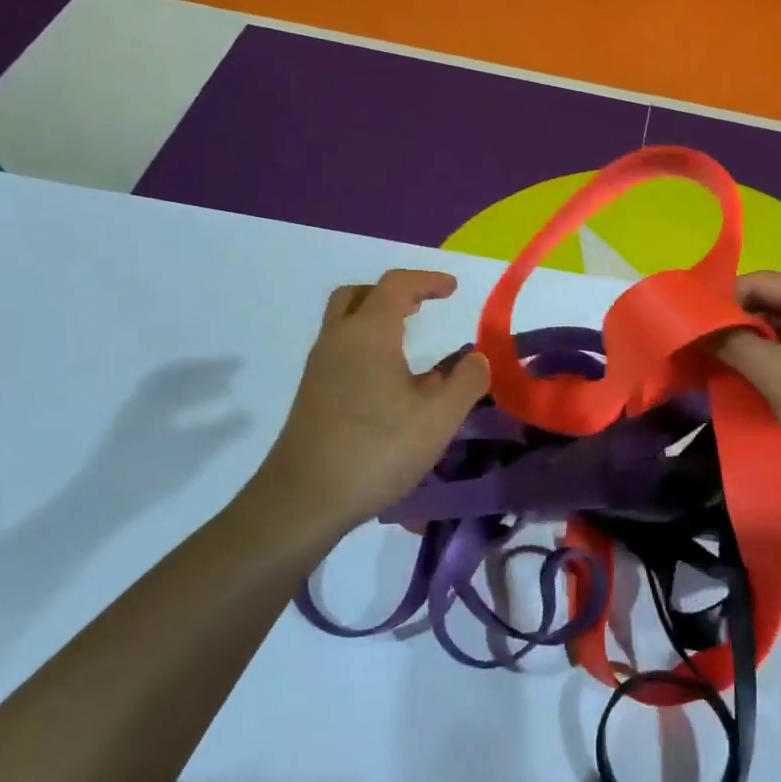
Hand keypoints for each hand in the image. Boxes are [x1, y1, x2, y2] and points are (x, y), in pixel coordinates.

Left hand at [252, 270, 489, 536]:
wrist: (304, 500)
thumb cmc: (377, 450)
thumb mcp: (439, 418)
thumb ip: (466, 381)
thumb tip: (476, 358)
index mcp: (369, 334)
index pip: (397, 286)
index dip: (428, 281)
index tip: (453, 289)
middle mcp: (338, 341)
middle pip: (359, 296)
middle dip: (393, 294)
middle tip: (421, 307)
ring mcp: (319, 369)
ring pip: (345, 324)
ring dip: (377, 322)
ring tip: (411, 346)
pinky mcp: (312, 396)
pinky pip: (342, 353)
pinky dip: (367, 349)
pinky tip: (391, 385)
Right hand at [715, 272, 780, 490]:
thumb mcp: (777, 376)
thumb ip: (733, 344)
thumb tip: (699, 328)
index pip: (759, 283)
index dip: (721, 304)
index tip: (690, 330)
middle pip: (773, 304)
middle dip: (738, 329)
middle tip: (702, 355)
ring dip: (757, 348)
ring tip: (724, 372)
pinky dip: (779, 361)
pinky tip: (758, 383)